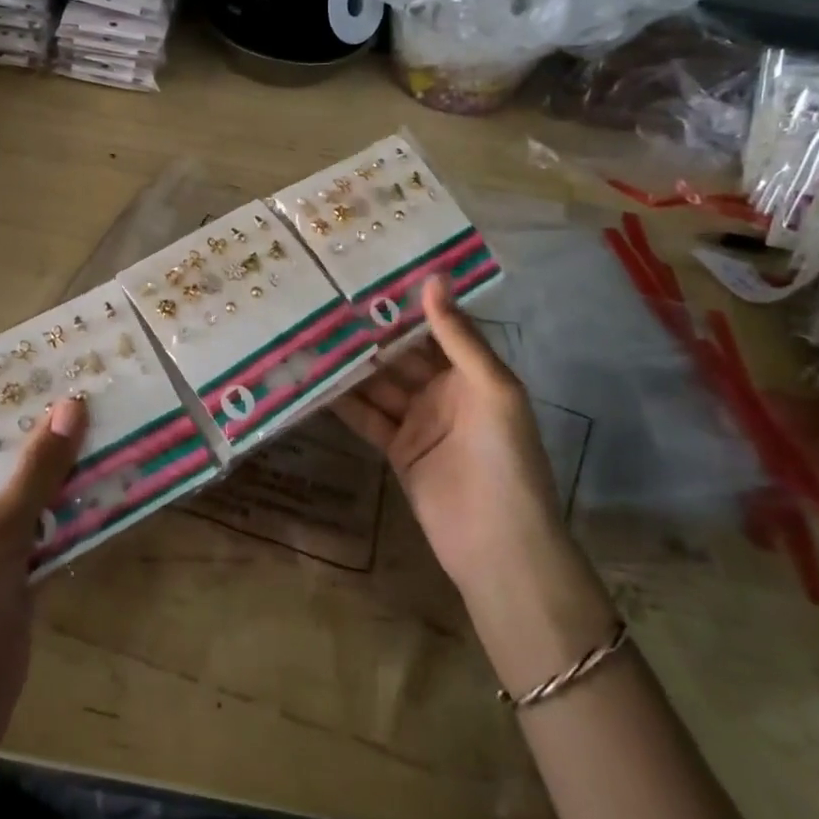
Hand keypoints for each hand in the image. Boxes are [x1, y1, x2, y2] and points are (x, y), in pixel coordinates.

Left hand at [0, 396, 87, 818]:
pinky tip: (123, 474)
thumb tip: (72, 403)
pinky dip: (85, 499)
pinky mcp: (26, 561)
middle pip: (10, 444)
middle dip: (49, 414)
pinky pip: (59, 517)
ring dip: (74, 455)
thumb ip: (34, 474)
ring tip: (121, 412)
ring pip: (40, 479)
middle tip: (98, 374)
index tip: (42, 351)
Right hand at [331, 278, 612, 684]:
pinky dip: (343, 401)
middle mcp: (444, 390)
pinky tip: (315, 380)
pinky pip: (367, 417)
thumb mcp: (491, 388)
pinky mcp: (397, 450)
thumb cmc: (504, 457)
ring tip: (313, 333)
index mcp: (472, 372)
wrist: (498, 545)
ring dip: (351, 363)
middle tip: (329, 301)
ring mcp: (418, 421)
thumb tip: (434, 278)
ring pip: (379, 383)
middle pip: (401, 354)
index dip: (407, 304)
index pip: (436, 327)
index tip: (371, 274)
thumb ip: (458, 337)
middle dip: (371, 332)